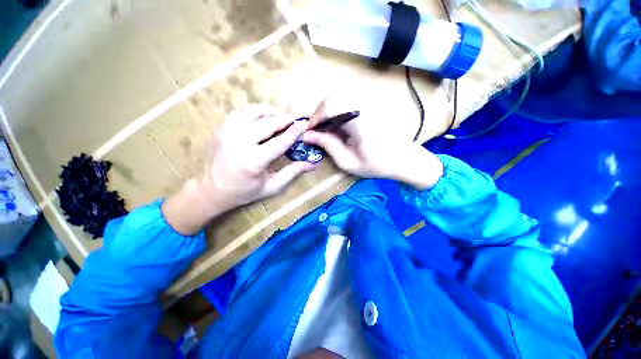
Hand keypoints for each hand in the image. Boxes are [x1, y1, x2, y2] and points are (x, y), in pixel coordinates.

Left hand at [163, 105, 314, 234]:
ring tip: (280, 118)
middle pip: (268, 123)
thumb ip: (292, 173)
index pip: (280, 142)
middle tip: (294, 121)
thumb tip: (311, 164)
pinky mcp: (221, 127)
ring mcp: (228, 132)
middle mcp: (240, 142)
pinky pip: (242, 111)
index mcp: (254, 161)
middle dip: (285, 120)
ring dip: (271, 112)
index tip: (304, 125)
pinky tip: (263, 118)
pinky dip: (255, 112)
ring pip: (254, 111)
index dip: (294, 132)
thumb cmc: (244, 191)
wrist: (211, 189)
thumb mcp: (271, 187)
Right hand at [303, 106, 442, 189]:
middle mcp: (364, 104)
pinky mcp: (371, 104)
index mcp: (359, 119)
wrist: (405, 159)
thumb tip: (307, 136)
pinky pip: (348, 102)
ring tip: (326, 131)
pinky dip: (337, 113)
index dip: (314, 119)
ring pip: (339, 98)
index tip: (308, 133)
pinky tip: (338, 127)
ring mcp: (369, 102)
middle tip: (316, 132)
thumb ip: (327, 146)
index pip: (329, 106)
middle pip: (332, 98)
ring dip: (327, 113)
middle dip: (319, 115)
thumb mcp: (348, 162)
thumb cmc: (378, 165)